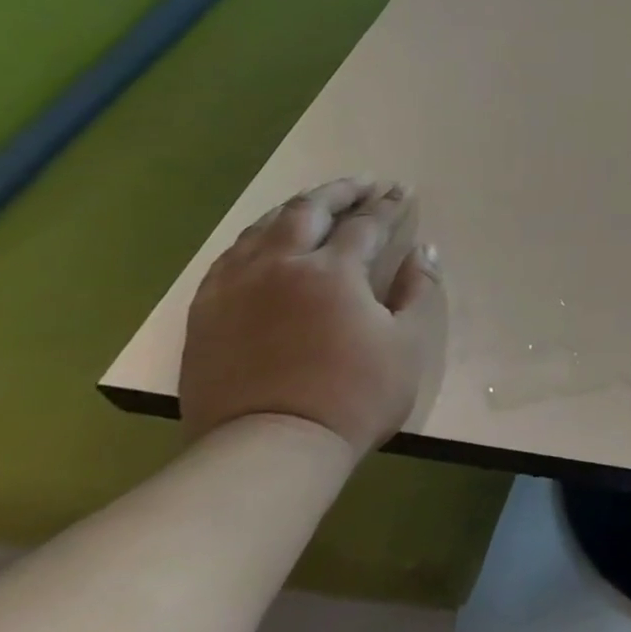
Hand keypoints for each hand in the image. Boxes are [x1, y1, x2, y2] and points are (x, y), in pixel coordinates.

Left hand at [178, 178, 445, 457]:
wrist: (270, 448)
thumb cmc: (355, 395)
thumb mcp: (409, 343)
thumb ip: (418, 290)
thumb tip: (424, 251)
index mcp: (333, 271)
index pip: (366, 224)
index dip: (388, 205)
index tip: (403, 191)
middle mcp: (280, 265)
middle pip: (308, 211)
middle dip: (341, 191)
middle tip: (364, 183)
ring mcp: (235, 287)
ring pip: (263, 227)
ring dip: (296, 208)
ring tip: (316, 203)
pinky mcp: (206, 312)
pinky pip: (230, 257)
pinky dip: (256, 237)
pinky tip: (265, 241)